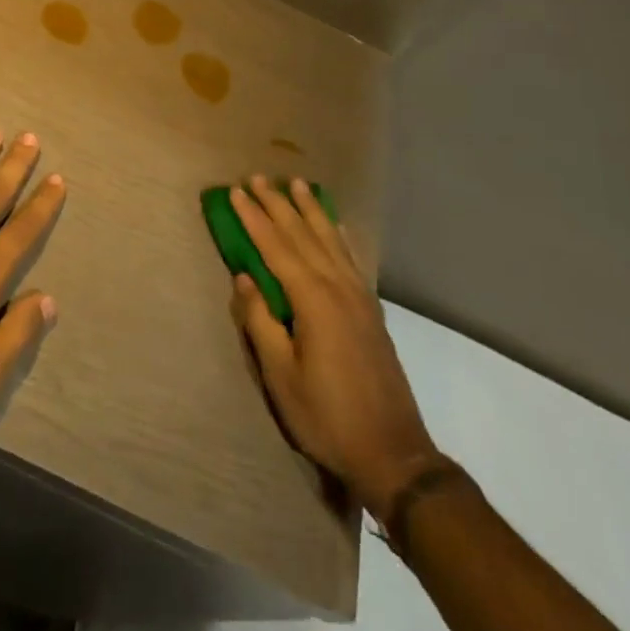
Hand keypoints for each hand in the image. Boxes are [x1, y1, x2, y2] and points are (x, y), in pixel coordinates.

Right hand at [229, 175, 437, 511]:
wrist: (393, 453)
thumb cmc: (327, 416)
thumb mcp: (281, 376)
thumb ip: (260, 321)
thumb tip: (244, 278)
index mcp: (312, 300)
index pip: (276, 247)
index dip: (254, 218)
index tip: (236, 191)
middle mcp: (337, 287)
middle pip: (303, 234)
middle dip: (278, 204)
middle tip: (258, 177)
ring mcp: (358, 296)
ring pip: (329, 240)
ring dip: (310, 210)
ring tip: (296, 184)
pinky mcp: (371, 310)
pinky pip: (350, 257)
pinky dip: (338, 234)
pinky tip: (334, 225)